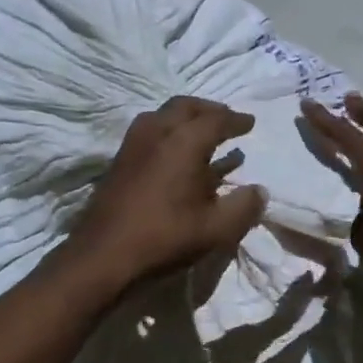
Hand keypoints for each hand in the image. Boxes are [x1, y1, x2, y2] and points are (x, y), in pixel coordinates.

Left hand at [67, 96, 266, 292]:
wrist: (103, 255)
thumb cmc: (165, 238)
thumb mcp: (216, 229)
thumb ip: (244, 207)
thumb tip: (259, 191)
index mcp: (183, 142)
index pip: (216, 119)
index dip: (236, 120)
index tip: (250, 122)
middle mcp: (156, 133)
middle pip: (185, 107)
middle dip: (209, 110)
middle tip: (226, 119)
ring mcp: (133, 145)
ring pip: (162, 116)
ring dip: (185, 119)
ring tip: (201, 134)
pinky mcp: (119, 162)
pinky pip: (149, 133)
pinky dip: (168, 133)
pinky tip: (175, 156)